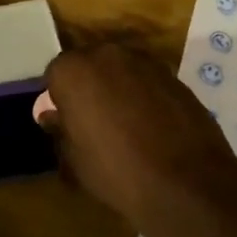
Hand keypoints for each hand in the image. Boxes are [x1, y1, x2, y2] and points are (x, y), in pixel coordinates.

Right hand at [40, 44, 236, 236]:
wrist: (185, 183)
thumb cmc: (116, 171)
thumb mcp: (74, 159)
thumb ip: (60, 129)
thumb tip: (51, 115)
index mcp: (74, 70)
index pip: (56, 74)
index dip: (59, 98)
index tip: (66, 121)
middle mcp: (107, 54)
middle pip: (89, 64)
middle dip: (89, 86)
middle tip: (93, 121)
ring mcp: (144, 62)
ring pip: (120, 70)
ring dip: (118, 88)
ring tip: (125, 124)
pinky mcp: (173, 75)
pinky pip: (147, 80)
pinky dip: (144, 95)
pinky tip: (151, 126)